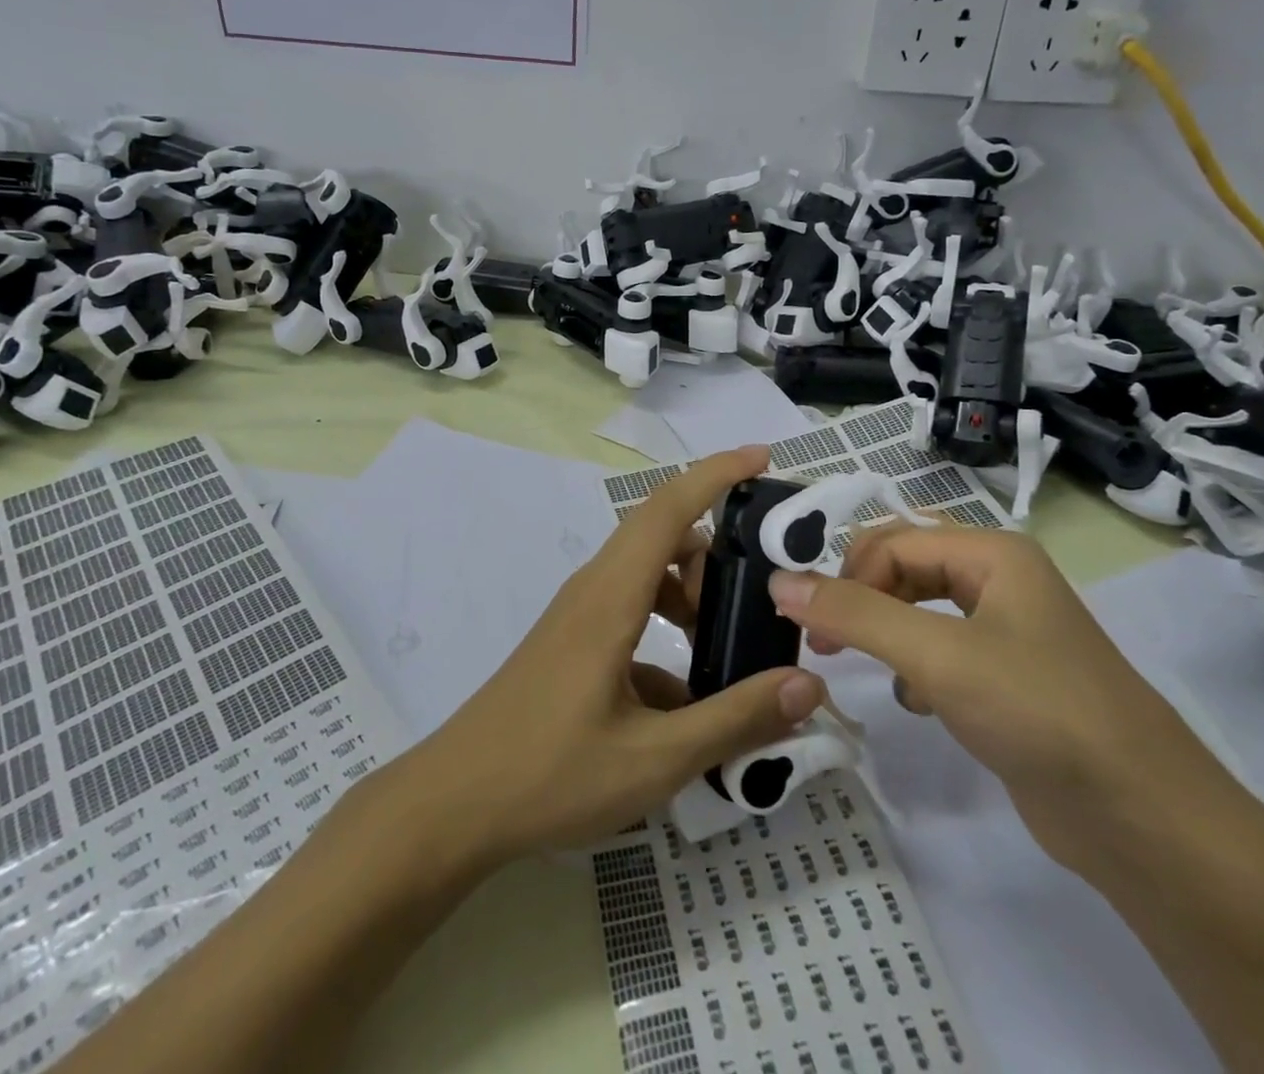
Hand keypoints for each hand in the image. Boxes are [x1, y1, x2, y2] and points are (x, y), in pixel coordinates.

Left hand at [406, 446, 824, 863]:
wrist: (454, 804)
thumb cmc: (550, 774)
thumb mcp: (656, 758)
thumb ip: (735, 719)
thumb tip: (809, 686)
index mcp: (612, 596)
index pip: (668, 508)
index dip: (717, 473)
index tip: (764, 458)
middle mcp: (594, 589)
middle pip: (663, 534)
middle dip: (717, 548)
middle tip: (761, 591)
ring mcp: (579, 615)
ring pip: (648, 573)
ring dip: (692, 593)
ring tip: (728, 645)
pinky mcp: (572, 642)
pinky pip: (631, 612)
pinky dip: (667, 630)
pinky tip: (686, 700)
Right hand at [766, 524, 1215, 871]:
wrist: (1144, 821)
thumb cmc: (1038, 711)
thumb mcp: (936, 655)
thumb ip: (853, 615)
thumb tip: (778, 582)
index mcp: (993, 553)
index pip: (893, 540)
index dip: (845, 574)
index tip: (808, 622)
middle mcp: (1000, 580)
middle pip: (905, 566)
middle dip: (861, 597)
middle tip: (823, 640)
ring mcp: (1008, 630)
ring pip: (920, 609)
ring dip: (884, 630)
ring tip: (857, 662)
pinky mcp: (1009, 679)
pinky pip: (942, 650)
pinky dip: (915, 666)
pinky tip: (914, 702)